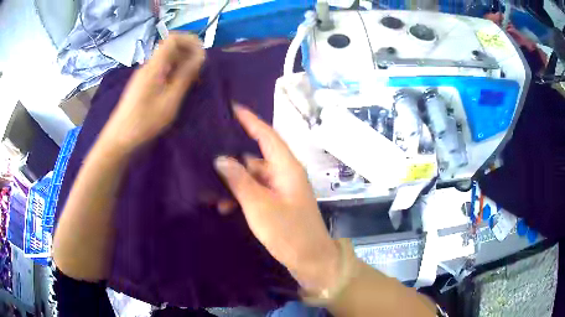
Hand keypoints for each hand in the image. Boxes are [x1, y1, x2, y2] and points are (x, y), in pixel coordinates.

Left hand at [101, 33, 204, 152]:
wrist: (120, 138)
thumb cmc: (145, 121)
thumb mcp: (170, 100)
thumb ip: (185, 76)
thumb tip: (200, 56)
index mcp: (154, 66)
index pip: (173, 39)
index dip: (189, 40)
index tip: (202, 52)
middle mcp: (149, 66)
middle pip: (170, 47)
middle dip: (188, 53)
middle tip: (200, 70)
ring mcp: (144, 75)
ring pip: (166, 60)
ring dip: (182, 64)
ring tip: (192, 81)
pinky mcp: (143, 84)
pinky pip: (161, 71)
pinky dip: (173, 74)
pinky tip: (178, 89)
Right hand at [214, 105, 339, 292]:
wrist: (310, 260)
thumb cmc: (288, 232)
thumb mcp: (259, 205)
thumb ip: (239, 180)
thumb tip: (221, 158)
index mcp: (286, 167)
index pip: (266, 135)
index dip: (250, 120)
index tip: (233, 107)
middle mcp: (284, 173)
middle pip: (254, 156)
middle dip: (231, 158)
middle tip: (206, 154)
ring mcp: (281, 189)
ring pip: (252, 177)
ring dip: (233, 182)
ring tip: (207, 187)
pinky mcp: (277, 203)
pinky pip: (255, 192)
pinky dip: (240, 196)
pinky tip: (222, 205)